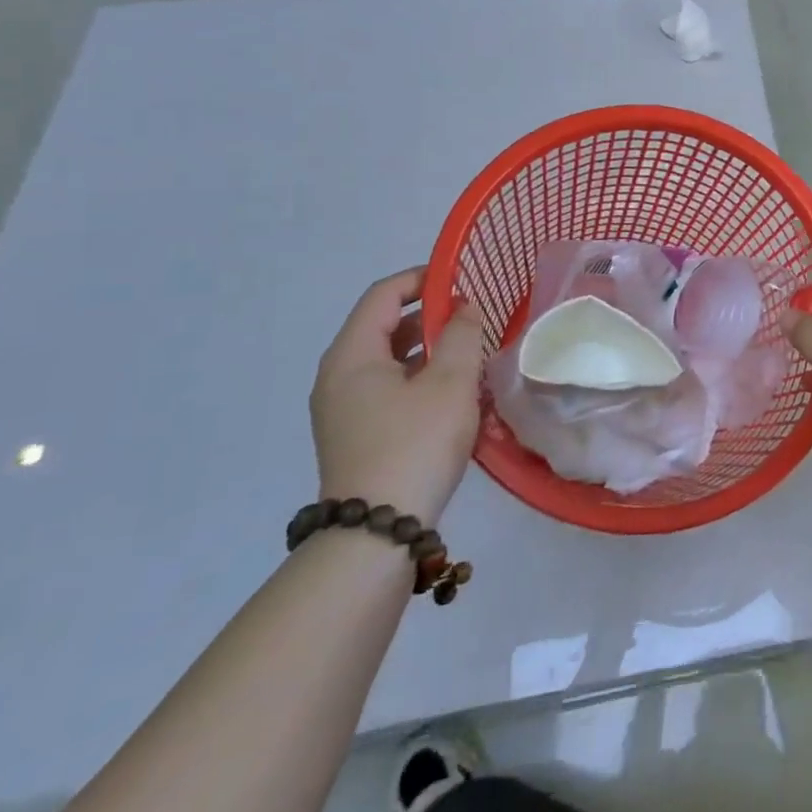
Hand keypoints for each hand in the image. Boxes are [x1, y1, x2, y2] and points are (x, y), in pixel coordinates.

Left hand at [311, 268, 485, 525]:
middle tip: (473, 317)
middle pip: (384, 325)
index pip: (383, 294)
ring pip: (388, 359)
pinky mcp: (354, 433)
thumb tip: (465, 307)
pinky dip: (418, 376)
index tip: (462, 280)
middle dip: (430, 315)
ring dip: (428, 348)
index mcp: (352, 355)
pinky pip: (387, 386)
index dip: (422, 278)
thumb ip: (462, 335)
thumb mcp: (450, 382)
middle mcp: (338, 376)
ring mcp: (343, 408)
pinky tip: (453, 391)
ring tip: (469, 352)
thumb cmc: (415, 444)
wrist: (376, 533)